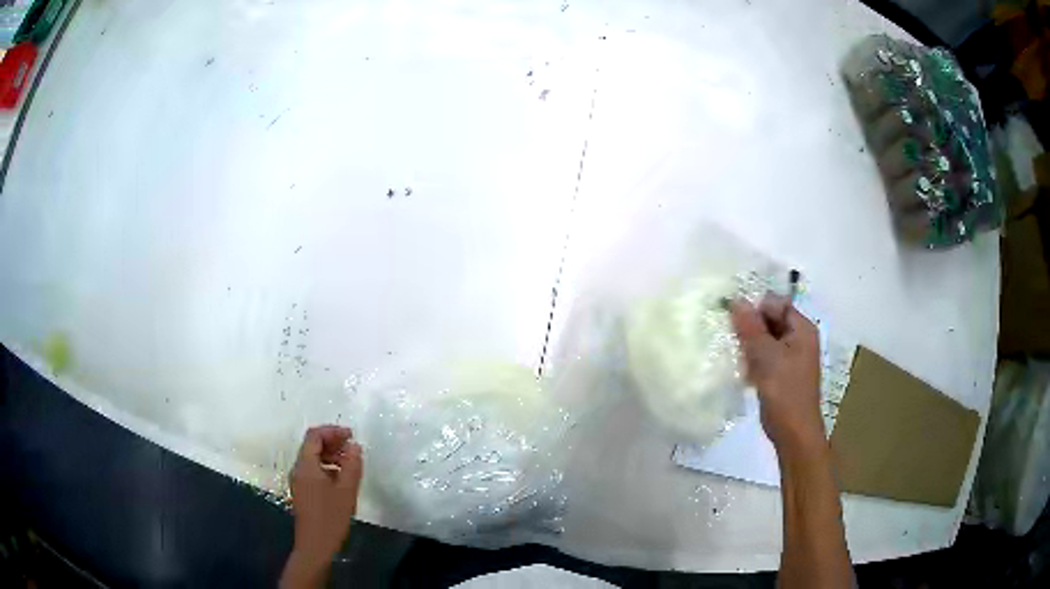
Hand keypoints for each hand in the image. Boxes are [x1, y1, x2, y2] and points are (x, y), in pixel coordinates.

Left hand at [280, 425, 362, 588]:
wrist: (315, 545)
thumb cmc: (331, 517)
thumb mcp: (346, 491)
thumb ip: (351, 465)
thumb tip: (354, 446)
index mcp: (306, 465)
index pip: (314, 436)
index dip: (332, 431)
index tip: (352, 435)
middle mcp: (298, 469)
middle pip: (312, 445)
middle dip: (332, 442)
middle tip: (353, 448)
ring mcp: (299, 481)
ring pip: (313, 458)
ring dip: (331, 455)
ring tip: (351, 464)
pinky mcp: (303, 491)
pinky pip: (313, 470)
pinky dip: (327, 467)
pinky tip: (342, 479)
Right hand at [730, 295, 824, 454]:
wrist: (793, 432)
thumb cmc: (784, 391)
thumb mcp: (766, 356)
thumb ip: (751, 327)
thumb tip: (736, 300)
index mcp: (802, 328)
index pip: (775, 304)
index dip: (755, 309)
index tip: (735, 324)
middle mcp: (800, 338)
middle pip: (771, 320)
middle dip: (751, 329)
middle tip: (735, 343)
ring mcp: (792, 357)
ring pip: (766, 339)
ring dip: (750, 346)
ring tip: (739, 359)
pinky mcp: (783, 373)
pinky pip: (766, 356)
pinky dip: (754, 360)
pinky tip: (744, 373)